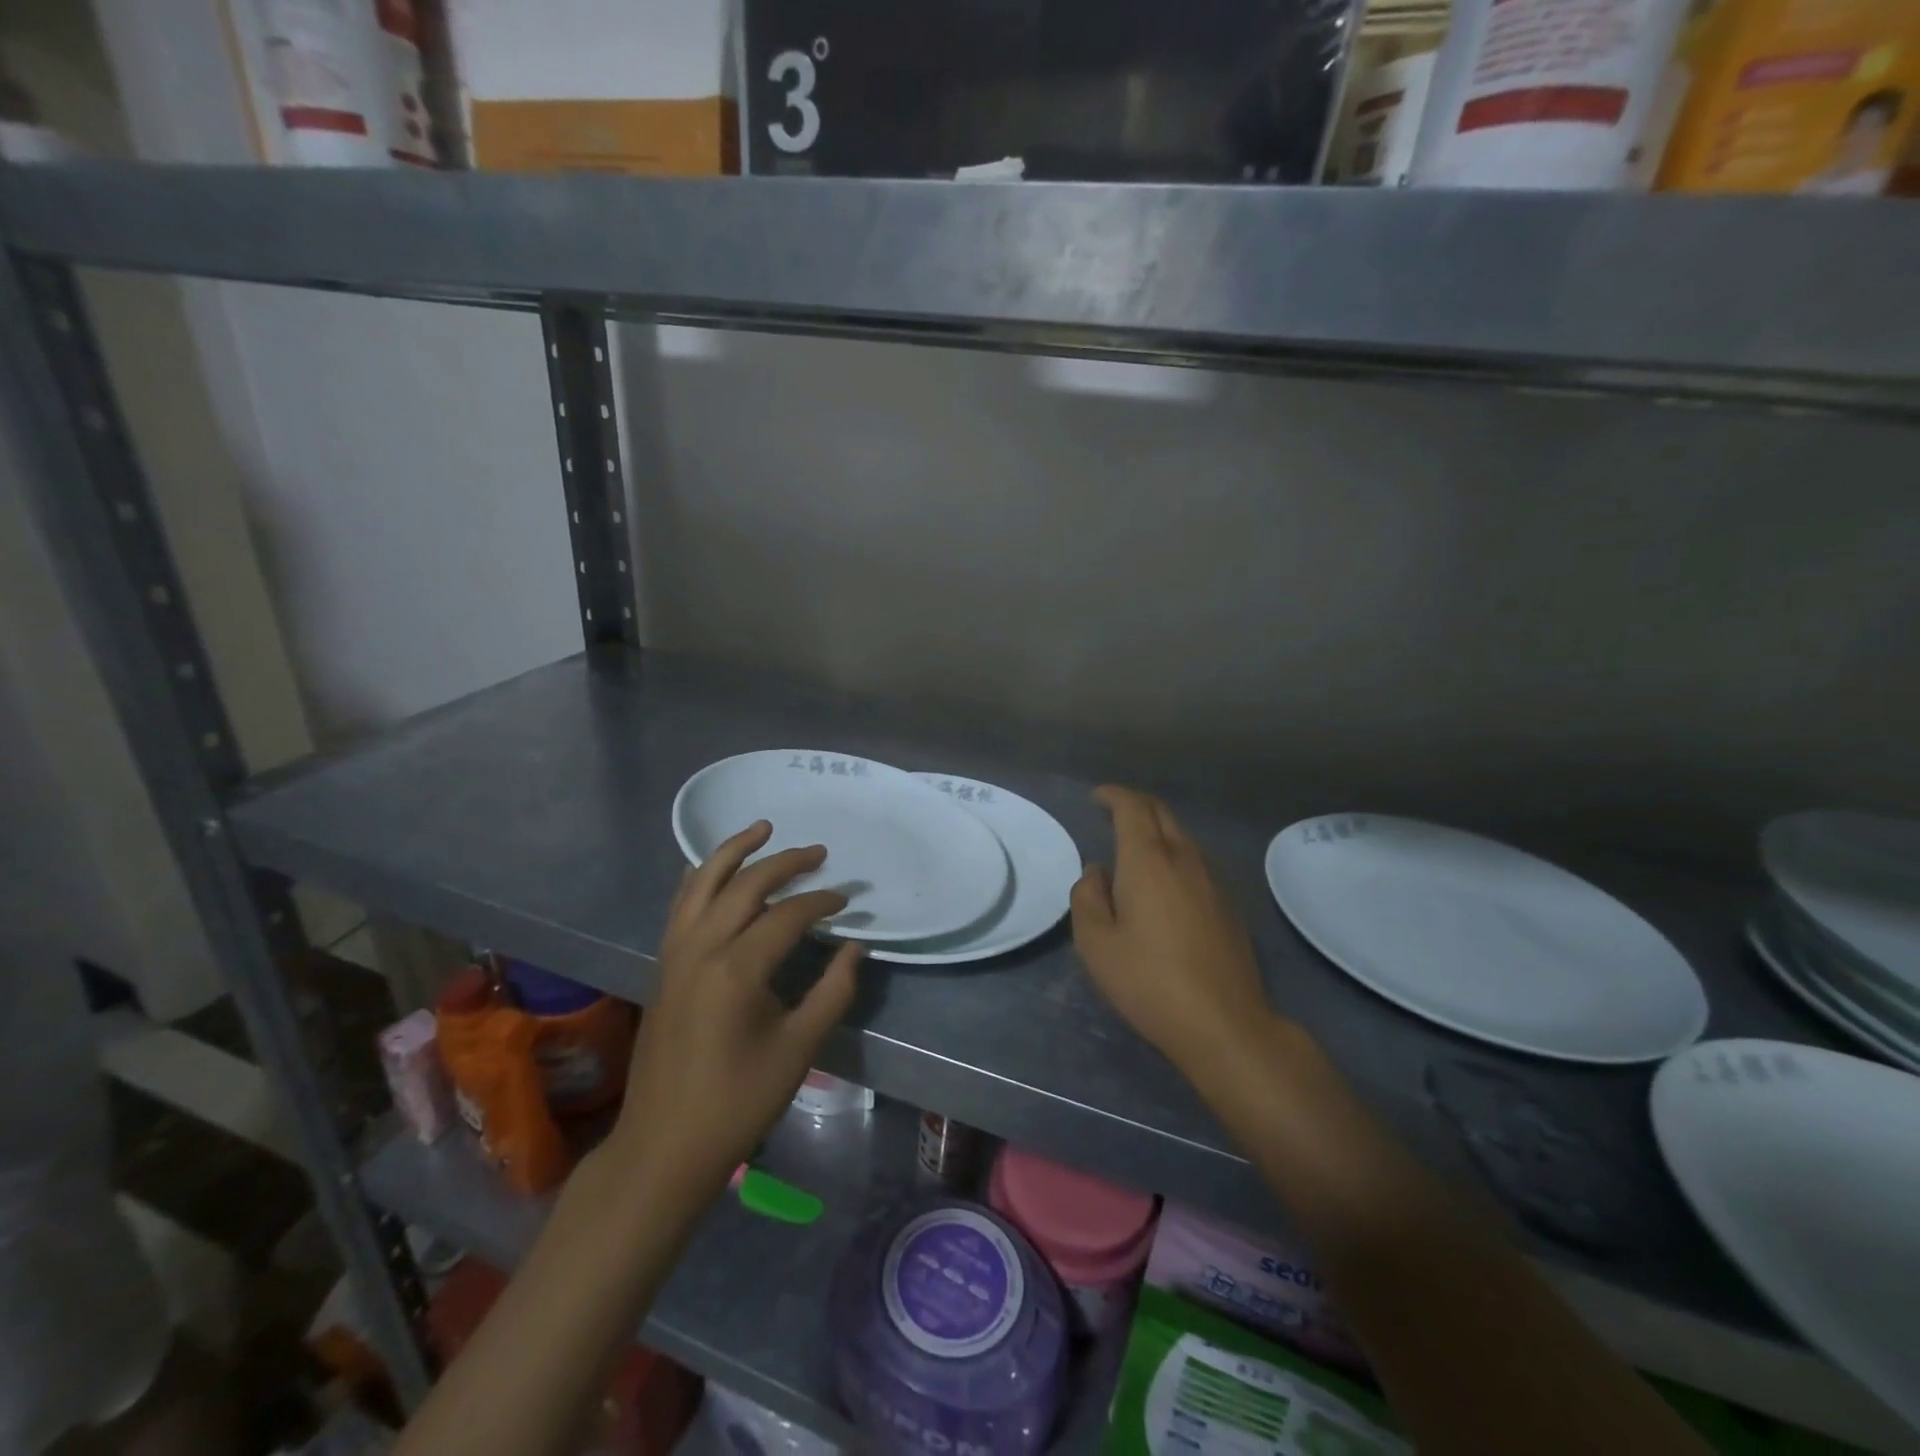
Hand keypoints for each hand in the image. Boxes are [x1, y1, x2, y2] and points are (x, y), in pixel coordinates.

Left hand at [606, 821, 861, 1209]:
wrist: (664, 1147)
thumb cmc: (738, 1102)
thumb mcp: (799, 1049)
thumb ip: (832, 992)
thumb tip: (854, 948)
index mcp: (737, 970)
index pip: (787, 916)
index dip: (821, 902)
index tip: (847, 900)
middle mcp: (701, 949)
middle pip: (745, 886)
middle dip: (784, 862)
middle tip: (818, 852)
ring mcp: (675, 956)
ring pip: (702, 884)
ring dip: (732, 852)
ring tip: (760, 828)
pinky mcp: (663, 968)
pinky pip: (681, 906)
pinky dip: (699, 879)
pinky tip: (710, 869)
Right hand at [1071, 786, 1282, 1077]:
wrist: (1224, 1023)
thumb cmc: (1149, 981)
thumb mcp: (1095, 944)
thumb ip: (1087, 897)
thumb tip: (1096, 872)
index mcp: (1148, 860)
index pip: (1132, 807)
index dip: (1113, 795)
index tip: (1097, 797)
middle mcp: (1184, 858)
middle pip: (1161, 813)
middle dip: (1135, 805)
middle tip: (1112, 813)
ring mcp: (1213, 880)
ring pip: (1182, 837)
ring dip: (1157, 831)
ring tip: (1133, 851)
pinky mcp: (1229, 904)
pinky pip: (1196, 862)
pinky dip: (1174, 856)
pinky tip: (1164, 885)